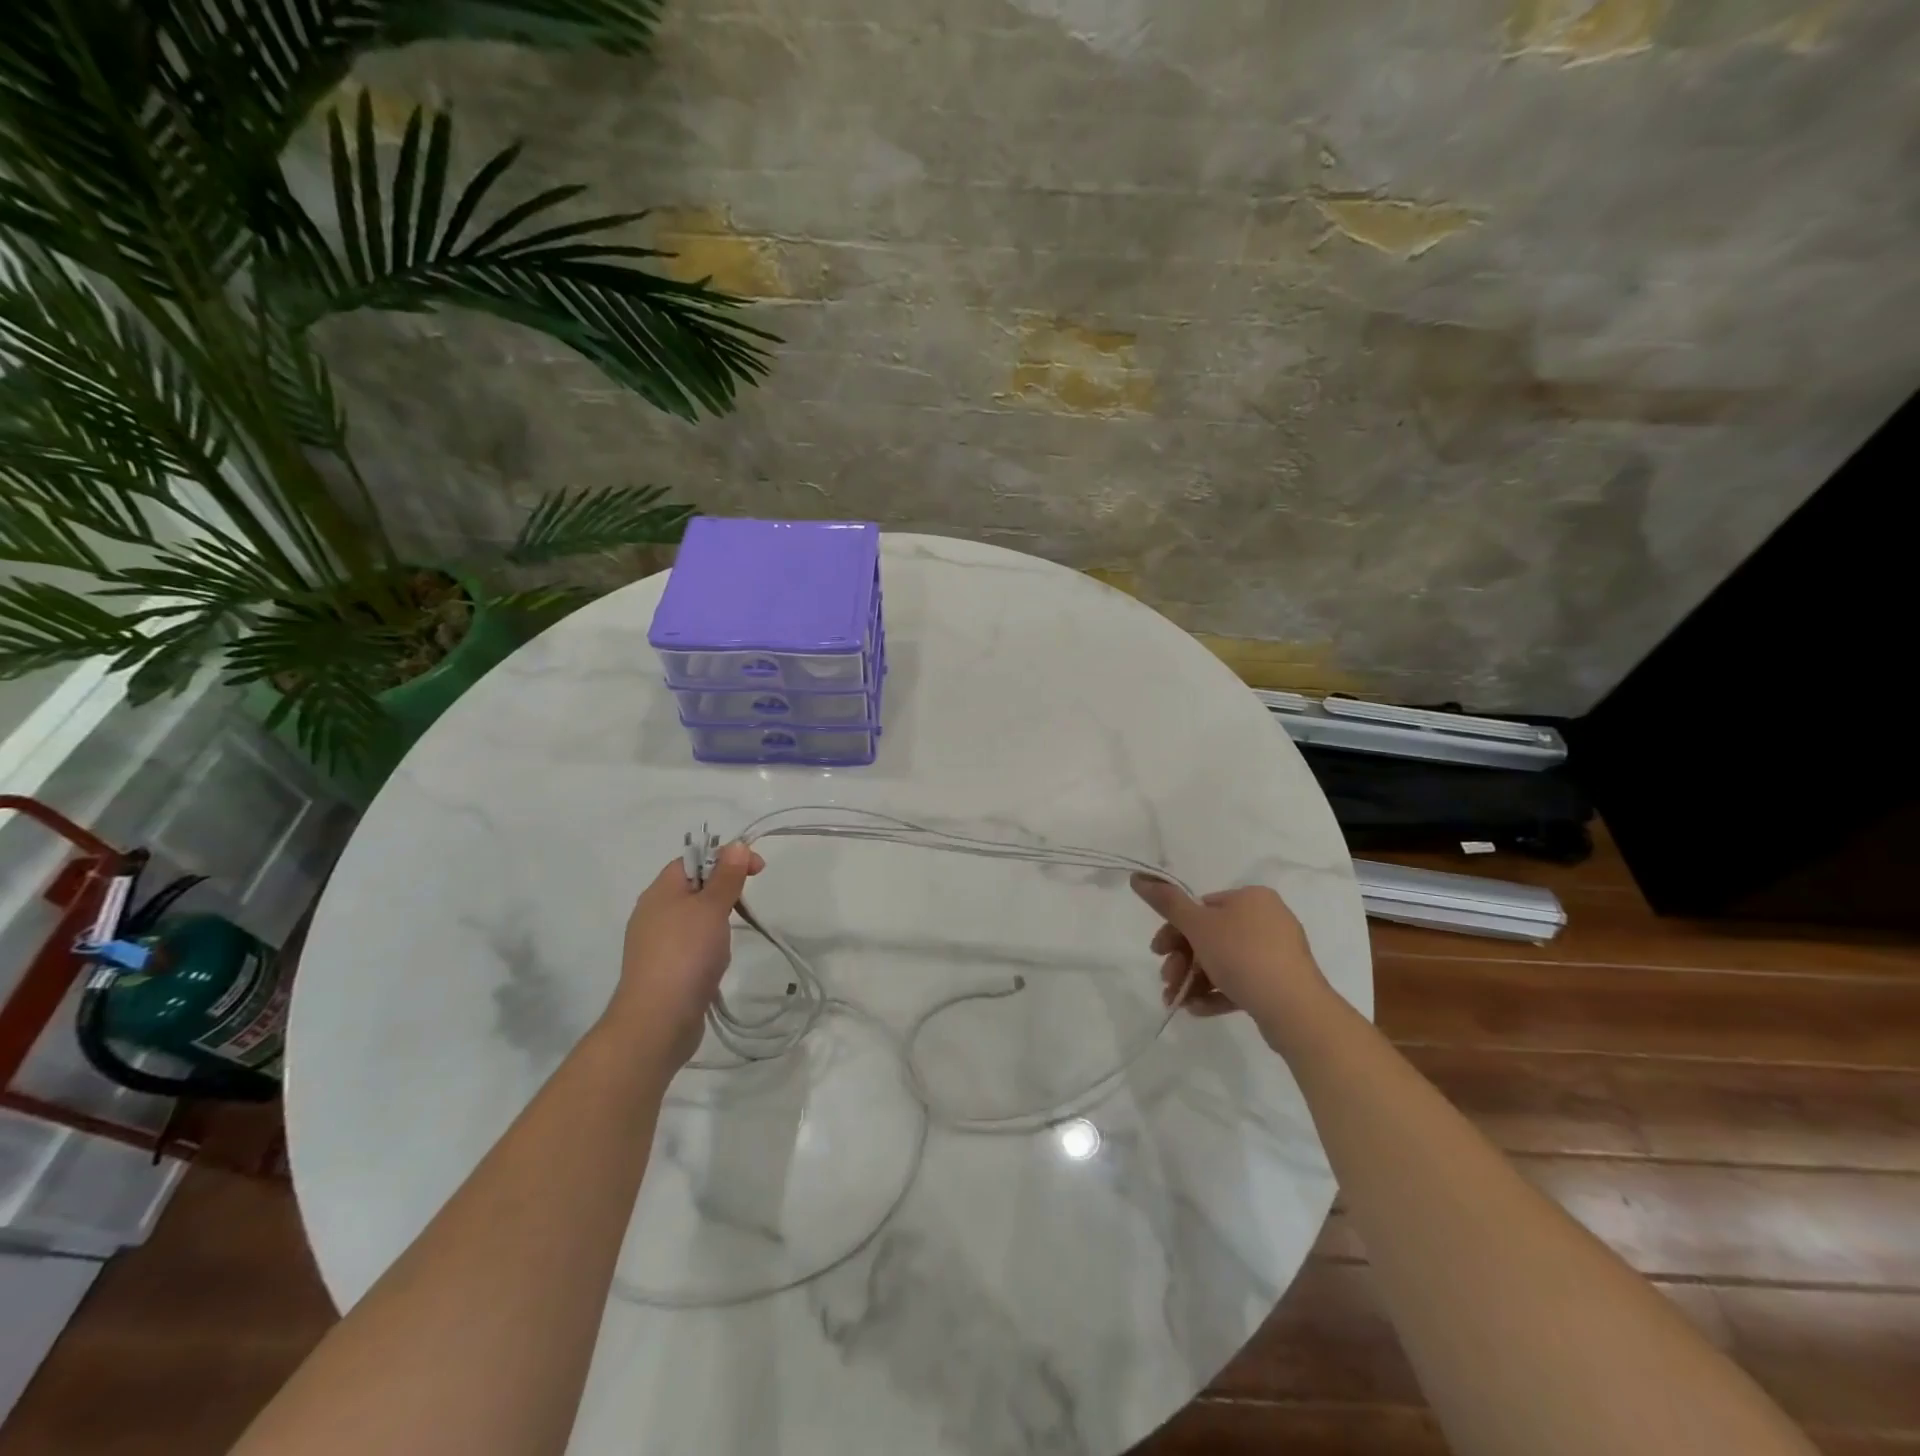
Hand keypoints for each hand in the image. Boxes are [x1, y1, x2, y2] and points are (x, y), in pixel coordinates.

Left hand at [605, 843, 764, 1068]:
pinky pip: (691, 946)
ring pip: (694, 918)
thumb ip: (726, 876)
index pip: (693, 859)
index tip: (759, 869)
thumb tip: (737, 845)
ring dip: (717, 921)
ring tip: (730, 937)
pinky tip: (717, 962)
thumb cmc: (685, 954)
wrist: (657, 1022)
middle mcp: (653, 913)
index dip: (726, 857)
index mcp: (660, 891)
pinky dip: (708, 947)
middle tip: (746, 903)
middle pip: (693, 887)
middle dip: (724, 890)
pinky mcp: (663, 970)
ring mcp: (656, 944)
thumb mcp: (711, 908)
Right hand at [1129, 876, 1331, 1041]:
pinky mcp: (1280, 983)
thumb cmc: (1243, 956)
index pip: (1202, 908)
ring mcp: (1276, 953)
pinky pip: (1241, 982)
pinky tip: (1196, 1009)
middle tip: (1167, 979)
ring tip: (1178, 1000)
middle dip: (1182, 960)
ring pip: (1223, 962)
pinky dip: (1216, 993)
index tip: (1158, 952)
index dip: (1174, 930)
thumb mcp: (1198, 926)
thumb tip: (1138, 877)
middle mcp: (1267, 920)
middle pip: (1210, 936)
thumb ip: (1167, 902)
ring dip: (1194, 980)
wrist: (1295, 1010)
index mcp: (1251, 898)